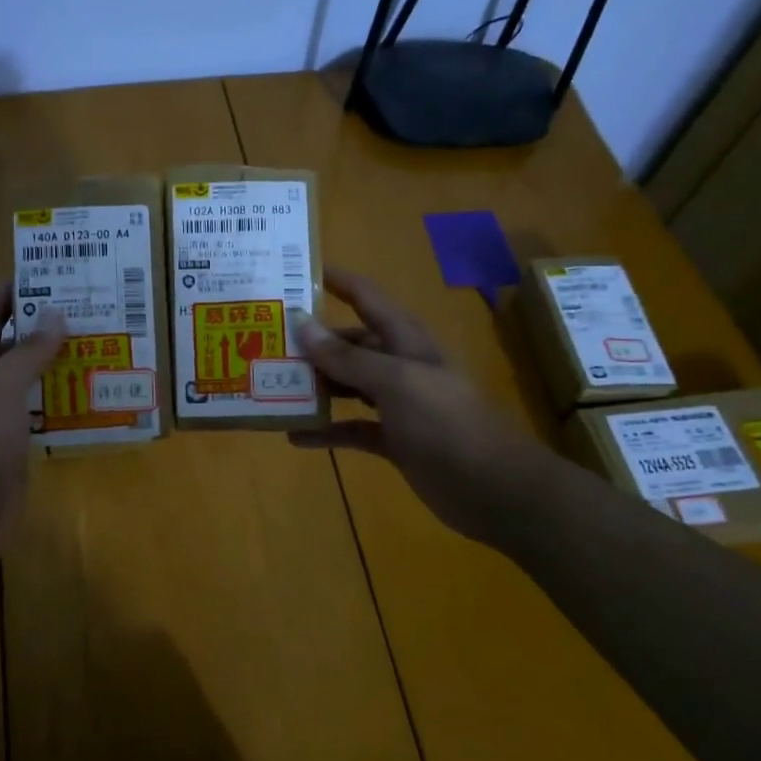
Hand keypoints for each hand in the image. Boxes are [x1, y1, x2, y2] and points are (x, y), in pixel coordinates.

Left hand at [0, 284, 64, 599]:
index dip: (13, 293)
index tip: (48, 271)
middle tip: (90, 306)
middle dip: (45, 327)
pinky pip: (42, 417)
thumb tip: (56, 313)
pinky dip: (64, 404)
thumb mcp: (0, 388)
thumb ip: (28, 352)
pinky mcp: (15, 450)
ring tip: (101, 344)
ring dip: (59, 366)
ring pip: (31, 383)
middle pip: (13, 347)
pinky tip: (94, 396)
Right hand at [290, 269, 523, 543]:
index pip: (367, 297)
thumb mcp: (394, 382)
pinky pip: (352, 428)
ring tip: (272, 385)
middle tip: (268, 339)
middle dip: (314, 341)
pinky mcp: (394, 439)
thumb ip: (347, 357)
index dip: (336, 281)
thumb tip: (302, 323)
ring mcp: (398, 404)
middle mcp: (400, 366)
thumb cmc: (444, 423)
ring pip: (348, 385)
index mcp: (405, 340)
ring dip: (315, 386)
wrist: (493, 487)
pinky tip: (295, 435)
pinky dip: (327, 430)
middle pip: (351, 344)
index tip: (296, 272)